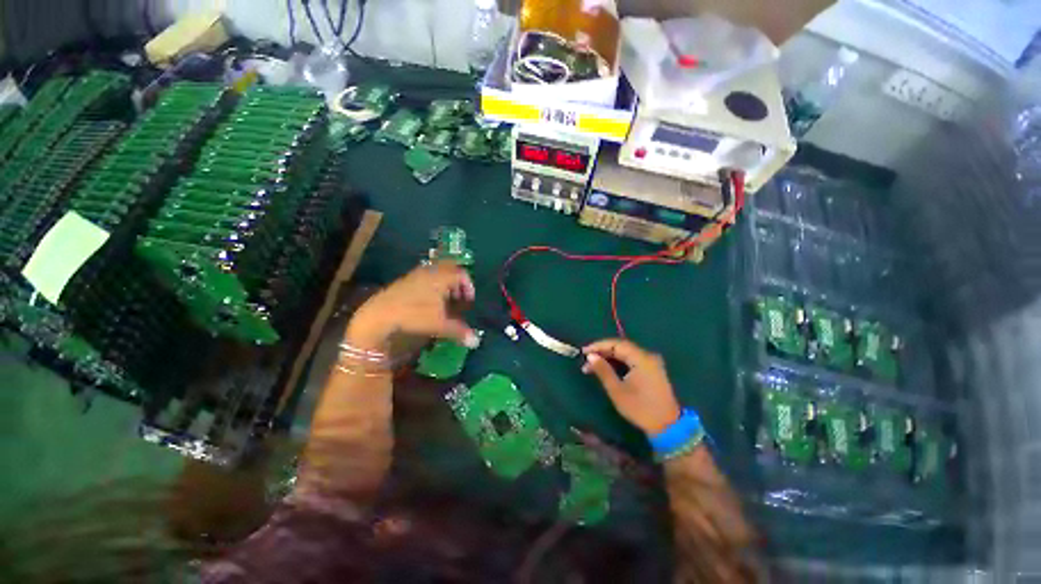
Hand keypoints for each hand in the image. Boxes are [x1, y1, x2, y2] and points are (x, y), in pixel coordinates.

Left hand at [346, 262, 477, 350]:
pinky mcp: (406, 279)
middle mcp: (431, 271)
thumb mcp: (440, 325)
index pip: (462, 274)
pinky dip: (434, 284)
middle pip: (451, 269)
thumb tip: (476, 341)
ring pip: (438, 272)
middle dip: (458, 282)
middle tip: (459, 297)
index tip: (470, 301)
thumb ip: (460, 331)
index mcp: (442, 277)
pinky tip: (429, 301)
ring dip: (446, 283)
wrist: (379, 314)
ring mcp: (417, 273)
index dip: (469, 287)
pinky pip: (426, 276)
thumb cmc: (415, 315)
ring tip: (446, 300)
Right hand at [582, 339, 680, 435]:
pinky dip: (618, 362)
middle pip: (621, 347)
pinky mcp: (652, 370)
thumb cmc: (640, 408)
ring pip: (626, 353)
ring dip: (609, 357)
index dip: (599, 346)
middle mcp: (648, 356)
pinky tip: (607, 368)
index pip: (617, 344)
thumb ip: (603, 370)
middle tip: (586, 360)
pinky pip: (632, 360)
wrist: (667, 427)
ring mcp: (651, 363)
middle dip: (603, 352)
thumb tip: (590, 356)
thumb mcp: (617, 390)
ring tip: (593, 366)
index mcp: (641, 359)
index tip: (583, 352)